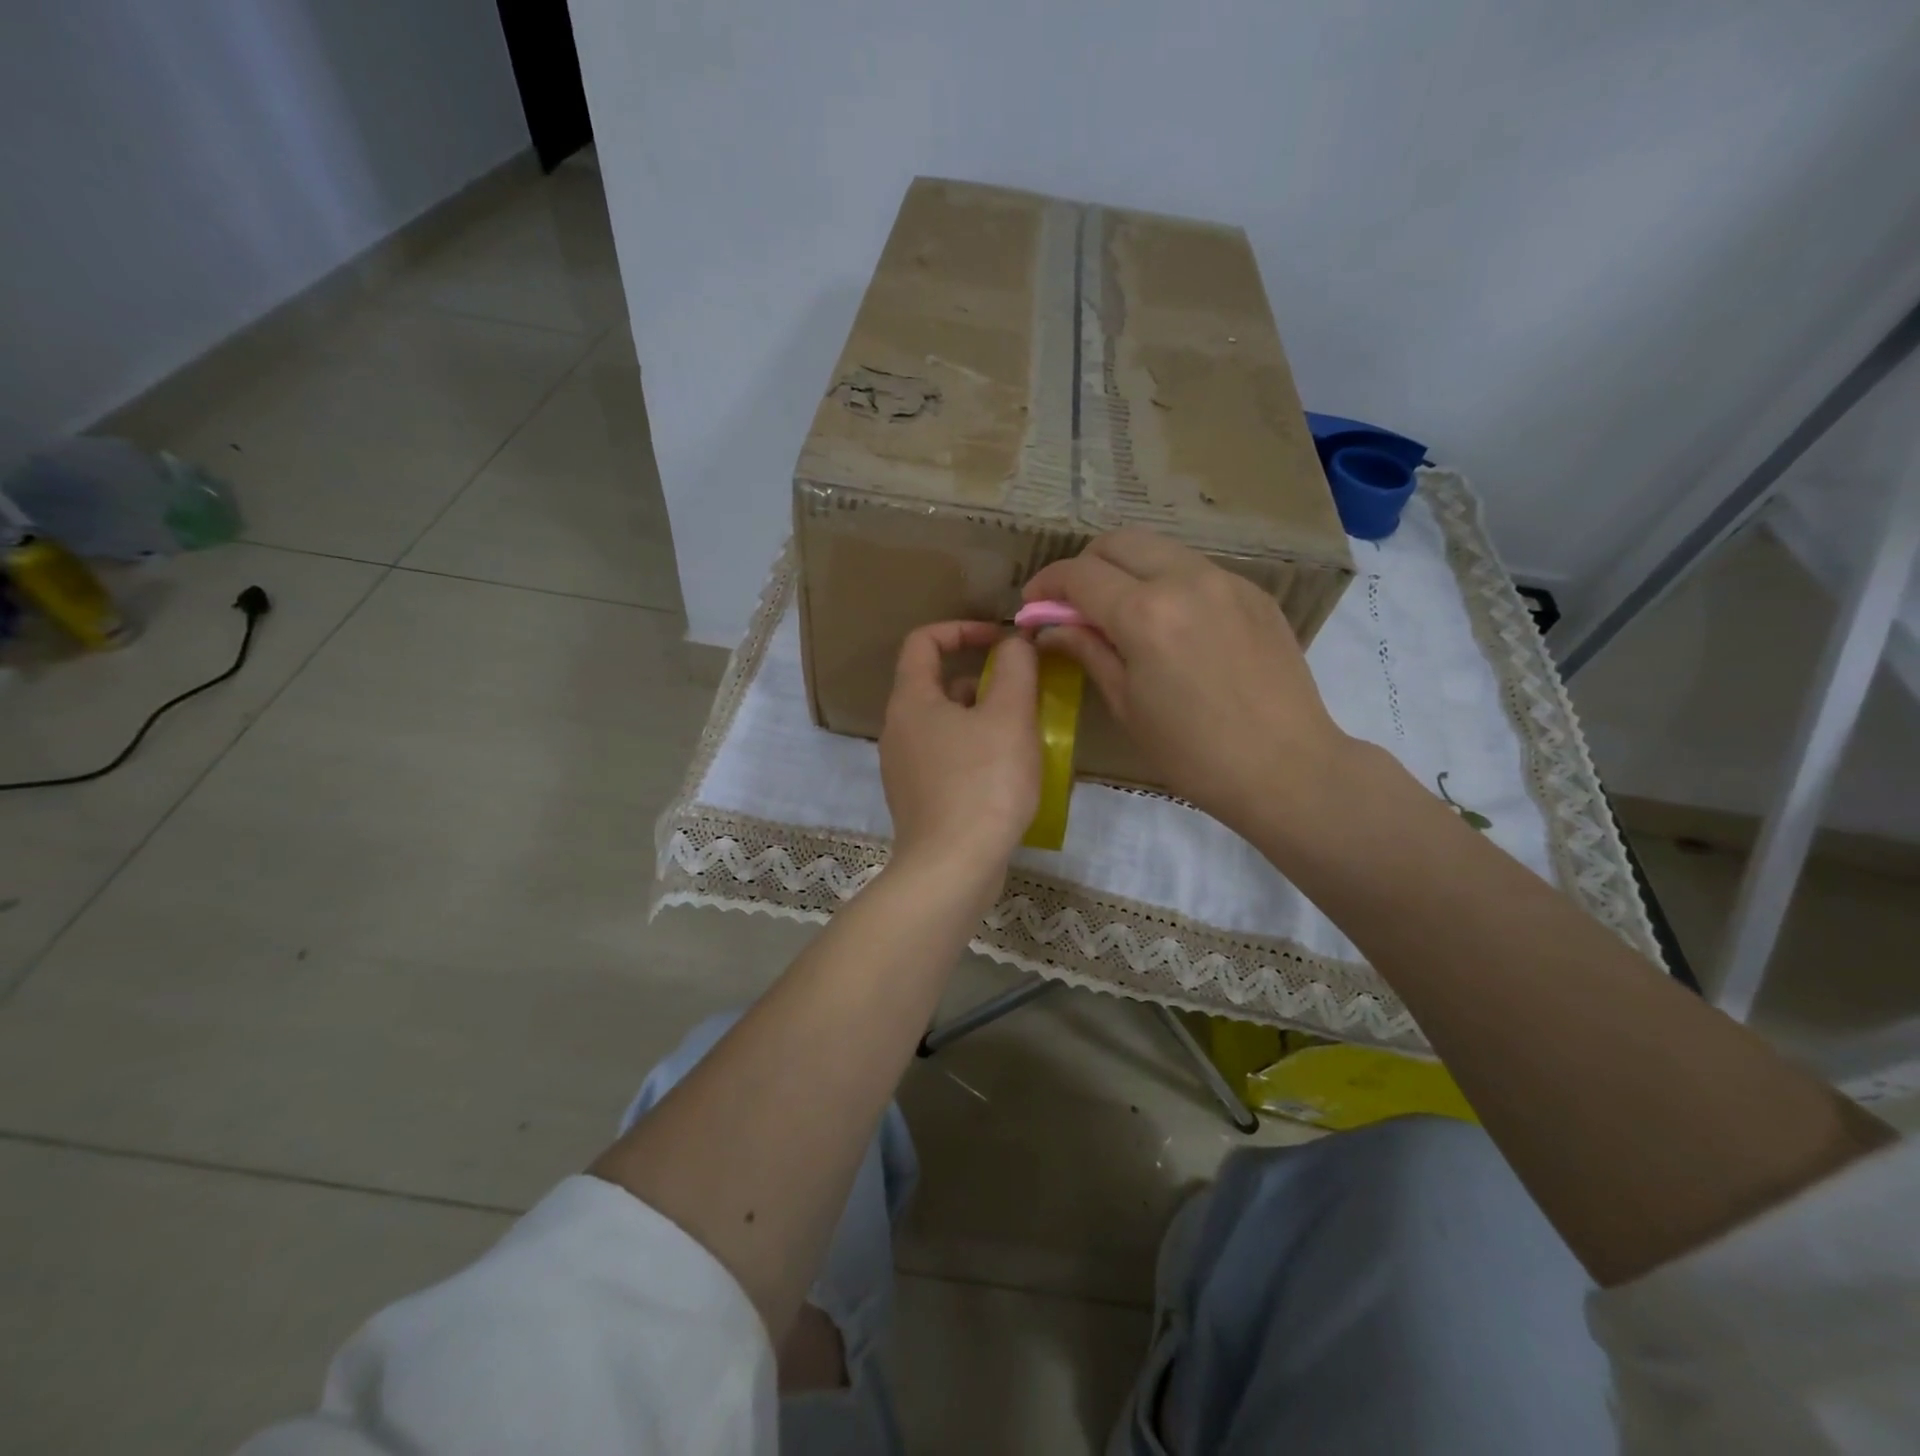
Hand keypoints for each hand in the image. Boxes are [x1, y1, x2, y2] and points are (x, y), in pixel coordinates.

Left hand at [879, 621, 1040, 887]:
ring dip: (983, 719)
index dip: (962, 629)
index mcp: (911, 701)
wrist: (952, 868)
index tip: (1001, 641)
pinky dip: (975, 752)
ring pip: (945, 725)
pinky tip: (1007, 775)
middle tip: (1023, 696)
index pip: (923, 641)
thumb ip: (1015, 668)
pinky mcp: (918, 799)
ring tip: (1023, 736)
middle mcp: (898, 729)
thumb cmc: (983, 784)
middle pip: (937, 685)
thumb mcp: (1010, 716)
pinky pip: (947, 758)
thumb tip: (1013, 643)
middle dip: (983, 681)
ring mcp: (904, 768)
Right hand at [1023, 529, 1351, 834]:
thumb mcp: (1126, 704)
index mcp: (1145, 613)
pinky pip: (1196, 569)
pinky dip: (1168, 582)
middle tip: (1074, 604)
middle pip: (1118, 542)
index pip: (1079, 574)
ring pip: (1160, 549)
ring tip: (1120, 612)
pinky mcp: (1254, 592)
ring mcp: (1226, 580)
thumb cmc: (1192, 752)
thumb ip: (1087, 650)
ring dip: (1127, 569)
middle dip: (1085, 565)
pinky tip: (1170, 624)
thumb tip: (1049, 627)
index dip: (1047, 584)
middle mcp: (1185, 579)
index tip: (1033, 604)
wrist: (1285, 767)